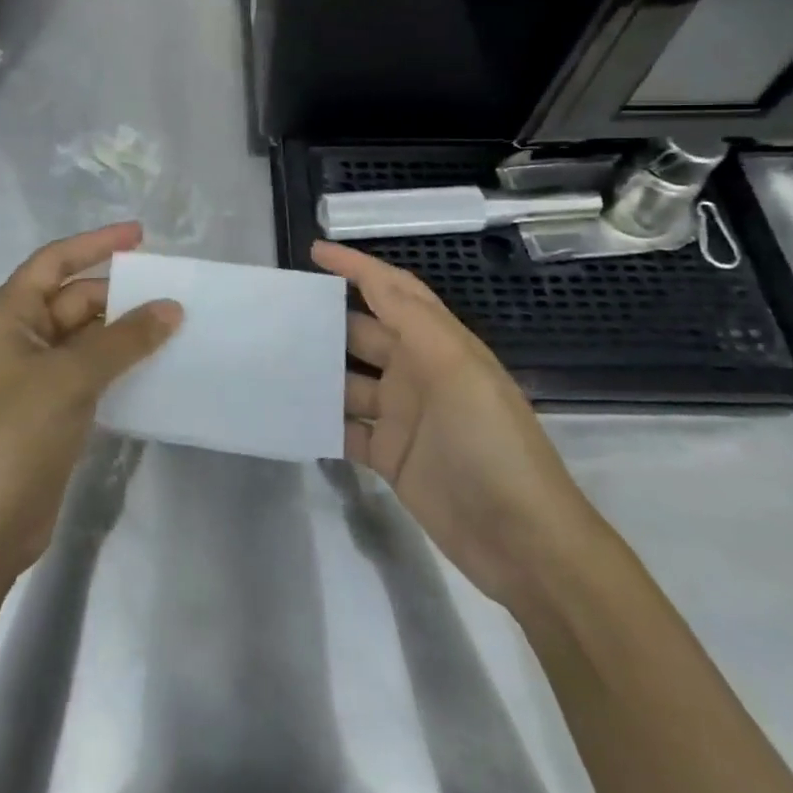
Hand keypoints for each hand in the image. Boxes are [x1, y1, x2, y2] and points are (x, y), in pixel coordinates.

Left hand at [0, 222, 181, 579]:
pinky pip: (91, 372)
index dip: (95, 243)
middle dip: (119, 294)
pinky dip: (120, 365)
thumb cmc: (16, 433)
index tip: (140, 235)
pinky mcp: (52, 410)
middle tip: (172, 291)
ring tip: (175, 324)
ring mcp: (35, 377)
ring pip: (87, 338)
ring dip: (124, 331)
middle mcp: (19, 338)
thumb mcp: (71, 376)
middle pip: (74, 299)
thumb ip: (124, 339)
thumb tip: (171, 307)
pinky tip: (156, 366)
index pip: (54, 261)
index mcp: (8, 315)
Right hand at [314, 240, 606, 610]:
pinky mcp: (390, 456)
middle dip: (327, 319)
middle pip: (364, 333)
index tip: (314, 251)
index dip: (357, 267)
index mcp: (439, 344)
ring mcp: (402, 416)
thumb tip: (371, 277)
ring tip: (270, 361)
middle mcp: (417, 372)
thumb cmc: (491, 442)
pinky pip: (347, 428)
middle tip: (277, 311)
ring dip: (318, 372)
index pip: (393, 291)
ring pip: (349, 381)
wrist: (523, 541)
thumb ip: (413, 320)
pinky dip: (322, 420)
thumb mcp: (457, 370)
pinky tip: (289, 413)